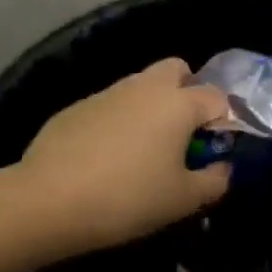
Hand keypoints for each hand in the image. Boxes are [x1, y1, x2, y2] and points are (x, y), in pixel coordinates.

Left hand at [11, 59, 231, 254]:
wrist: (47, 202)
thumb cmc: (129, 198)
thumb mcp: (184, 200)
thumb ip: (215, 181)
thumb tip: (223, 168)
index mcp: (178, 104)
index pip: (217, 97)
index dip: (224, 121)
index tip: (215, 150)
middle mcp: (145, 87)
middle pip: (177, 69)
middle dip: (188, 91)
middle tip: (185, 132)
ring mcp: (107, 94)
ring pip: (141, 85)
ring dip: (153, 106)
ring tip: (146, 148)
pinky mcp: (75, 108)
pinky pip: (111, 105)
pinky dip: (121, 121)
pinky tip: (109, 157)